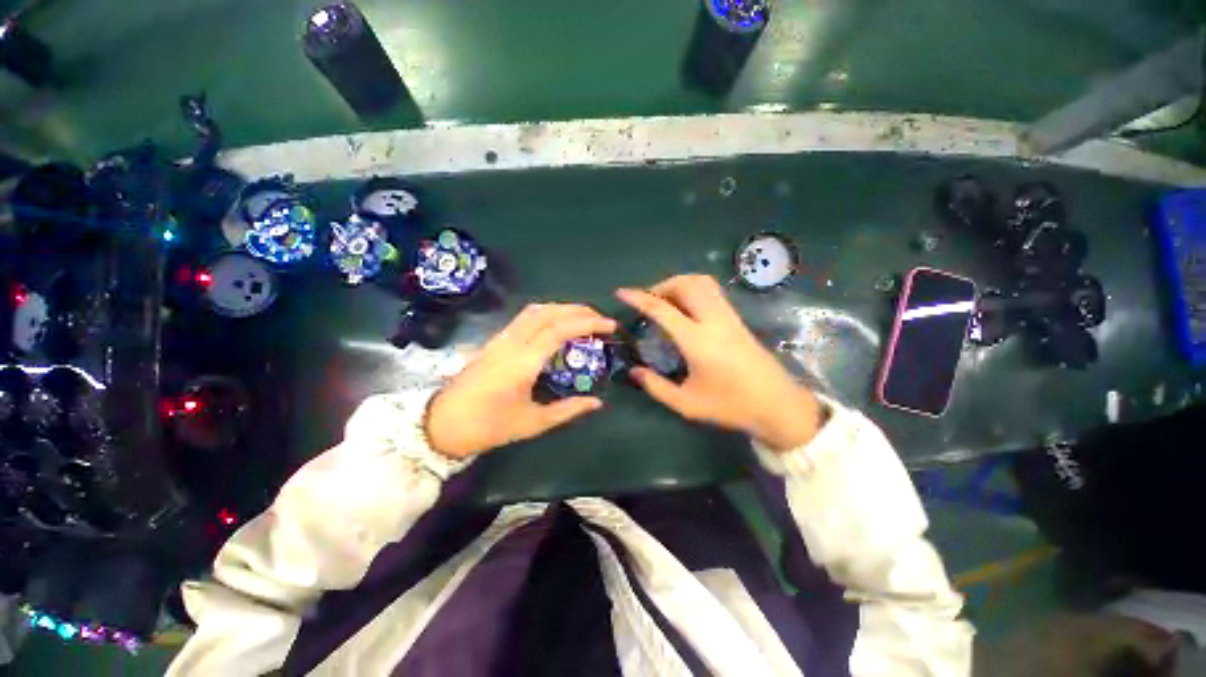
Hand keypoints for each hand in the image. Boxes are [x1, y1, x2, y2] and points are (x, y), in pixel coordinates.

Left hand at [426, 304, 616, 458]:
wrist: (441, 424)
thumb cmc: (488, 426)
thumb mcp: (532, 423)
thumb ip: (568, 410)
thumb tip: (597, 402)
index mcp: (522, 362)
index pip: (560, 329)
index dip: (588, 324)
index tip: (610, 326)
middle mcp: (512, 342)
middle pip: (548, 312)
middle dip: (579, 310)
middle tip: (602, 320)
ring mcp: (501, 338)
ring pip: (535, 310)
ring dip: (563, 308)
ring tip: (584, 319)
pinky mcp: (495, 341)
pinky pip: (525, 317)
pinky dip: (548, 313)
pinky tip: (558, 325)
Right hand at [616, 275, 822, 451]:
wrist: (778, 405)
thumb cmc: (731, 406)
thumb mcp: (687, 403)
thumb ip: (656, 387)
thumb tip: (634, 371)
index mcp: (697, 340)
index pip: (663, 309)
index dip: (639, 298)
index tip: (621, 293)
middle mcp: (713, 320)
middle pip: (685, 285)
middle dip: (660, 286)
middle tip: (647, 301)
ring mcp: (729, 316)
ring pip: (701, 283)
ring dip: (678, 284)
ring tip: (665, 301)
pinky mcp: (737, 319)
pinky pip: (712, 291)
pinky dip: (693, 289)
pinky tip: (686, 308)